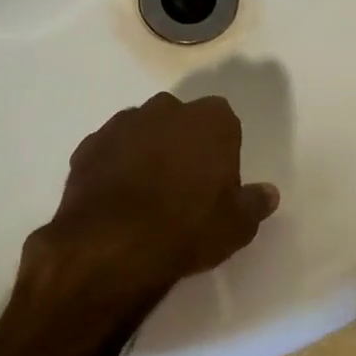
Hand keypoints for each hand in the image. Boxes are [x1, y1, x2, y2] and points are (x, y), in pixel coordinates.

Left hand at [15, 93, 279, 335]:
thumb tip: (268, 193)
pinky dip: (115, 167)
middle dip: (183, 142)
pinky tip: (118, 199)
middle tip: (185, 184)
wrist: (113, 244)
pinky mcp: (88, 146)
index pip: (224, 121)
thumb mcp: (238, 225)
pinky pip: (110, 151)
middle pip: (181, 120)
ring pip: (142, 132)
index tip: (219, 179)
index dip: (222, 149)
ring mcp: (122, 125)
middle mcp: (166, 110)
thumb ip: (255, 203)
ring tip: (148, 194)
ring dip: (147, 152)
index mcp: (211, 121)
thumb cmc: (189, 228)